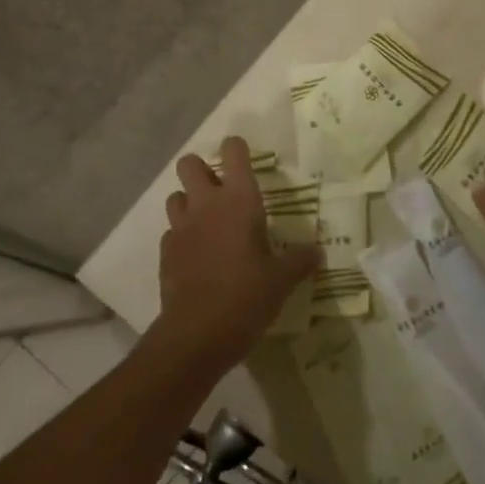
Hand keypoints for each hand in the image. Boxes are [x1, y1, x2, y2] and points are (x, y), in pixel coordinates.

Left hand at [154, 137, 318, 371]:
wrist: (196, 335)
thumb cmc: (246, 297)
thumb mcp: (282, 280)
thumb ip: (300, 260)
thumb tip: (319, 252)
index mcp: (239, 200)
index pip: (233, 152)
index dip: (237, 148)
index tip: (245, 158)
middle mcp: (207, 205)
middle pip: (190, 164)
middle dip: (201, 169)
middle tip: (220, 189)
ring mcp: (181, 228)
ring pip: (175, 195)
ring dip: (188, 202)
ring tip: (207, 221)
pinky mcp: (166, 253)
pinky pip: (171, 232)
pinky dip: (181, 237)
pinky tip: (196, 255)